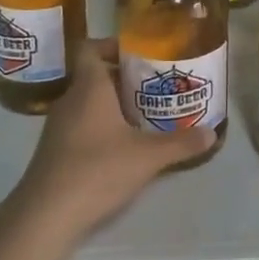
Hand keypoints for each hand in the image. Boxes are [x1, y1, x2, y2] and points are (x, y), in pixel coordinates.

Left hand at [6, 38, 213, 245]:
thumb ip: (181, 143)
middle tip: (155, 87)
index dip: (112, 45)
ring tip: (145, 115)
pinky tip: (122, 146)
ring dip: (113, 105)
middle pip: (94, 76)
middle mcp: (70, 99)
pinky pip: (81, 124)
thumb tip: (212, 133)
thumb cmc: (97, 170)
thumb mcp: (147, 156)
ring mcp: (58, 125)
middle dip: (124, 79)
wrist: (46, 214)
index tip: (139, 54)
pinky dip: (101, 127)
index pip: (91, 48)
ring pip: (88, 102)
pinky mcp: (55, 149)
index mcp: (89, 87)